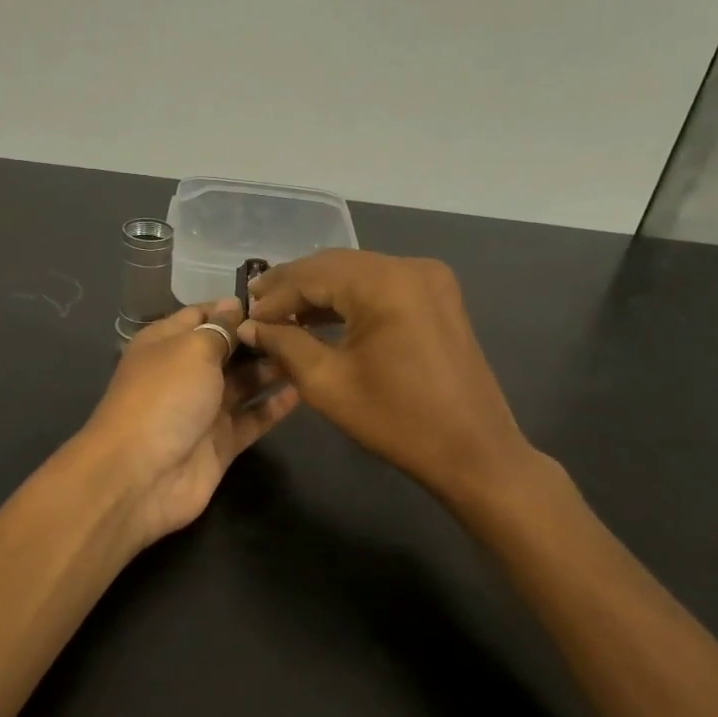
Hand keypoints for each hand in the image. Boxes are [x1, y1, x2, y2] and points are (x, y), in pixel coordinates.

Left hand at [81, 300, 299, 545]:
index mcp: (166, 344)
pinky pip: (253, 418)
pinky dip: (275, 405)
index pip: (202, 315)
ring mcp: (204, 410)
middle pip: (228, 349)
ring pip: (244, 383)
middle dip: (260, 338)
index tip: (276, 300)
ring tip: (309, 352)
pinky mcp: (222, 442)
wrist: (142, 475)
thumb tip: (234, 305)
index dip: (234, 308)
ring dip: (272, 368)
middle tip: (304, 326)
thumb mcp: (191, 349)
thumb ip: (219, 328)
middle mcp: (185, 373)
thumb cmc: (165, 397)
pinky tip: (304, 389)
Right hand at [236, 251, 534, 508]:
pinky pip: (382, 286)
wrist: (473, 451)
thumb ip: (284, 345)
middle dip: (294, 286)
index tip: (244, 316)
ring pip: (359, 273)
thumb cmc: (397, 421)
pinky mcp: (438, 297)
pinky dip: (350, 299)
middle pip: (336, 265)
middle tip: (256, 307)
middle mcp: (410, 267)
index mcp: (385, 283)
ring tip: (281, 313)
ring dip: (320, 292)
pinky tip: (322, 317)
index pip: (313, 274)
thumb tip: (250, 326)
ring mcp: (430, 279)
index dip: (274, 295)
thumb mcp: (327, 384)